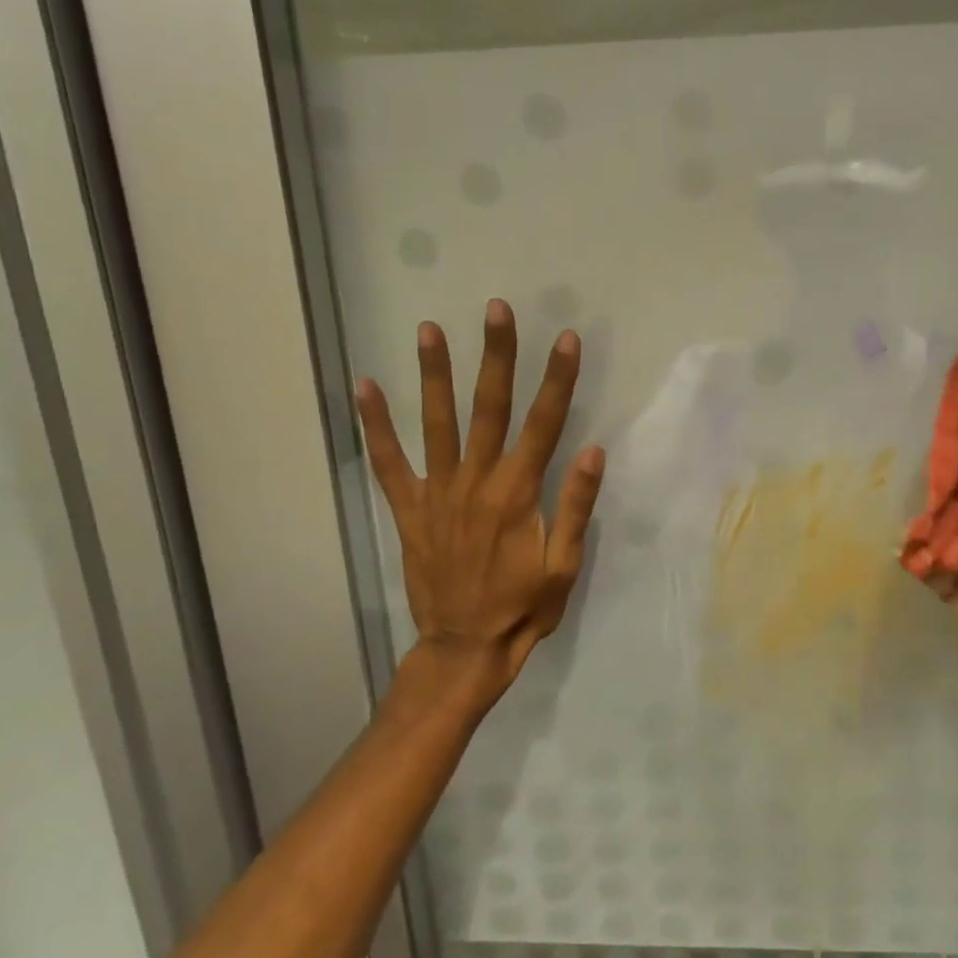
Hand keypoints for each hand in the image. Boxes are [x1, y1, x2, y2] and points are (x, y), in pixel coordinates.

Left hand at [356, 300, 604, 716]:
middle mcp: (476, 482)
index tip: (565, 339)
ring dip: (434, 374)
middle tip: (496, 310)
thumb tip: (594, 450)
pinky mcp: (409, 509)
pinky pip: (389, 462)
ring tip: (430, 329)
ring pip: (436, 423)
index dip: (557, 379)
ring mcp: (437, 493)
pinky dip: (375, 425)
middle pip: (489, 408)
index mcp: (518, 495)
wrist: (465, 647)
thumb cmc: (524, 607)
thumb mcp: (564, 565)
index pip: (544, 424)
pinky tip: (364, 387)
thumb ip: (576, 506)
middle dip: (497, 356)